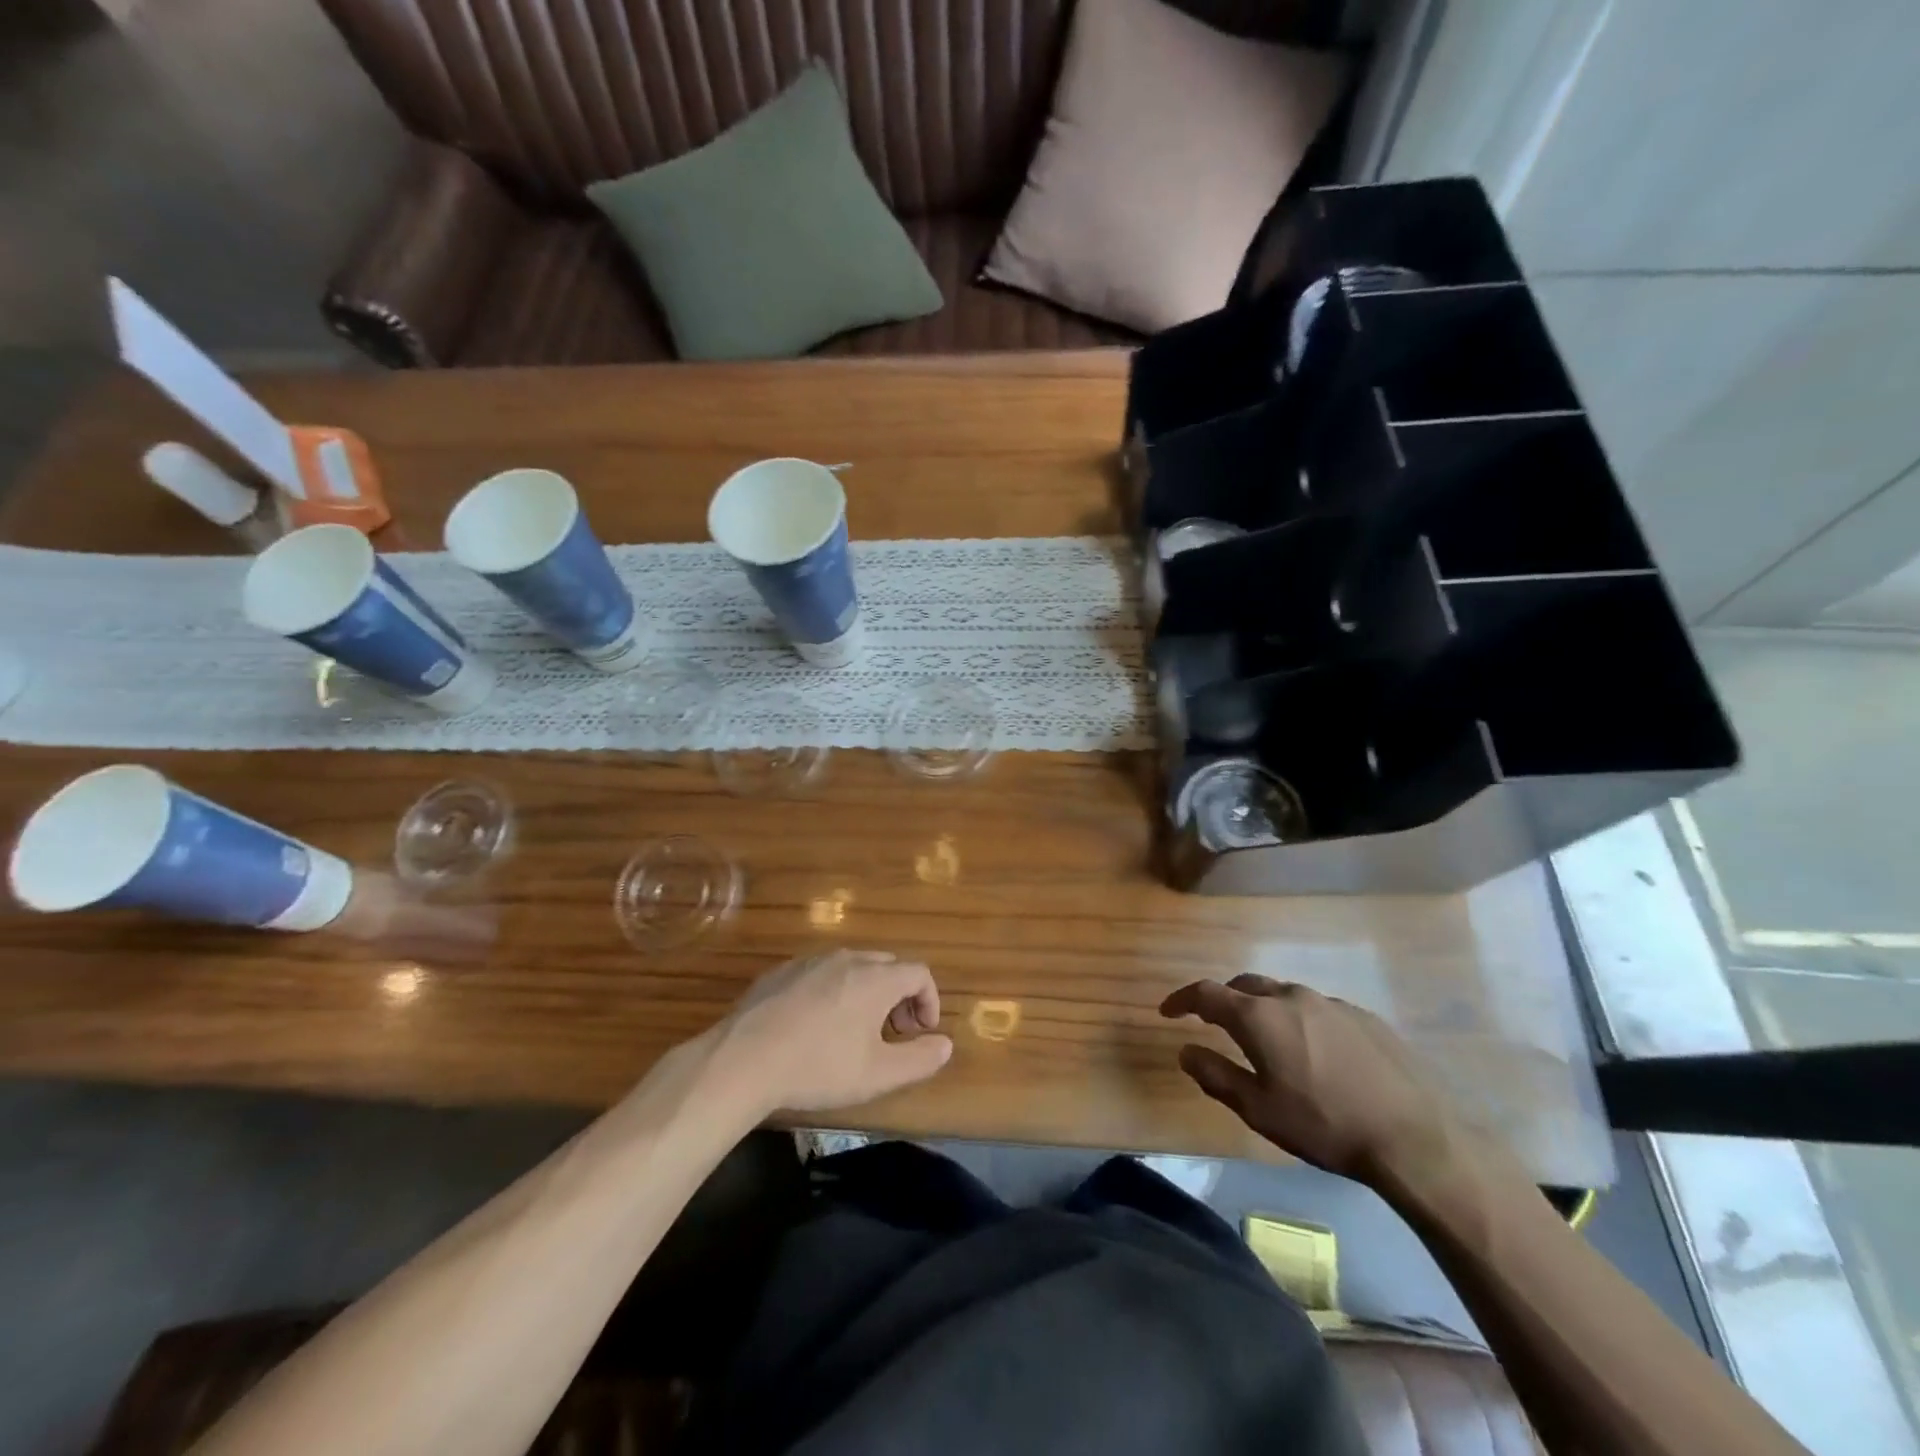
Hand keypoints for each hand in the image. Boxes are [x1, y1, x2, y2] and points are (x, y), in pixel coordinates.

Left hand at [713, 949, 953, 1116]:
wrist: (743, 1060)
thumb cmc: (818, 1067)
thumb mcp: (877, 1075)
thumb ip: (919, 1059)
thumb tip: (945, 1044)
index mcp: (875, 978)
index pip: (919, 973)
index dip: (930, 1000)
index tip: (921, 1033)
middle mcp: (847, 958)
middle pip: (888, 965)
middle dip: (900, 995)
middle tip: (893, 1032)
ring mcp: (810, 961)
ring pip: (853, 966)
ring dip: (867, 991)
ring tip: (855, 1029)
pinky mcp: (781, 971)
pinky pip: (821, 972)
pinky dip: (833, 990)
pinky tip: (815, 1025)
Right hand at [1160, 974, 1464, 1184]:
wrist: (1416, 1137)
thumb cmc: (1325, 1126)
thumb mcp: (1259, 1110)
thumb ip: (1216, 1075)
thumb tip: (1185, 1051)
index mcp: (1259, 1016)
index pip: (1206, 993)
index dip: (1182, 1000)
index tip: (1167, 1012)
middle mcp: (1291, 997)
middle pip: (1245, 986)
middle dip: (1223, 1000)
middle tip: (1213, 1022)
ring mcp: (1331, 1003)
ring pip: (1283, 995)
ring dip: (1263, 1009)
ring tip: (1265, 1039)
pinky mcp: (1364, 1017)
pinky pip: (1317, 1009)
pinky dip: (1300, 1020)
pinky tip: (1314, 1053)